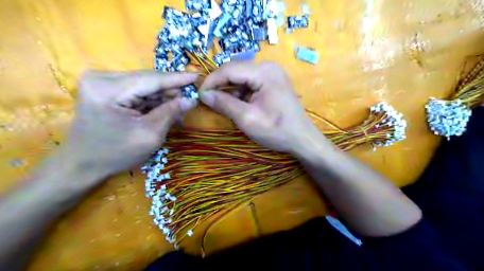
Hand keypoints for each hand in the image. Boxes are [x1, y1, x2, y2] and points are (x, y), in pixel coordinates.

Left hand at [58, 71, 197, 178]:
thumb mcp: (149, 135)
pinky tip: (165, 112)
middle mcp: (103, 78)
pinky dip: (153, 102)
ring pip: (145, 86)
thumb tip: (191, 100)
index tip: (197, 75)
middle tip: (190, 102)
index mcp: (109, 89)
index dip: (178, 78)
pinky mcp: (106, 89)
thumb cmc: (115, 153)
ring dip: (163, 99)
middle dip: (171, 92)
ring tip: (179, 112)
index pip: (152, 79)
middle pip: (148, 81)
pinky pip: (138, 92)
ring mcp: (103, 83)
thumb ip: (170, 113)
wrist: (82, 164)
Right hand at [198, 61, 322, 153]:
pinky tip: (239, 106)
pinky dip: (241, 94)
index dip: (211, 81)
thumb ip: (224, 104)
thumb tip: (203, 94)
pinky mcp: (272, 82)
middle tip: (209, 101)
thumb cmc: (277, 130)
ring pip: (241, 78)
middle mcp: (268, 67)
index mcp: (264, 72)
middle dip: (220, 86)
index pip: (229, 69)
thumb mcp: (247, 119)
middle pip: (235, 71)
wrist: (302, 139)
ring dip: (230, 91)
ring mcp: (272, 74)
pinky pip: (250, 84)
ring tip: (225, 107)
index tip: (199, 95)